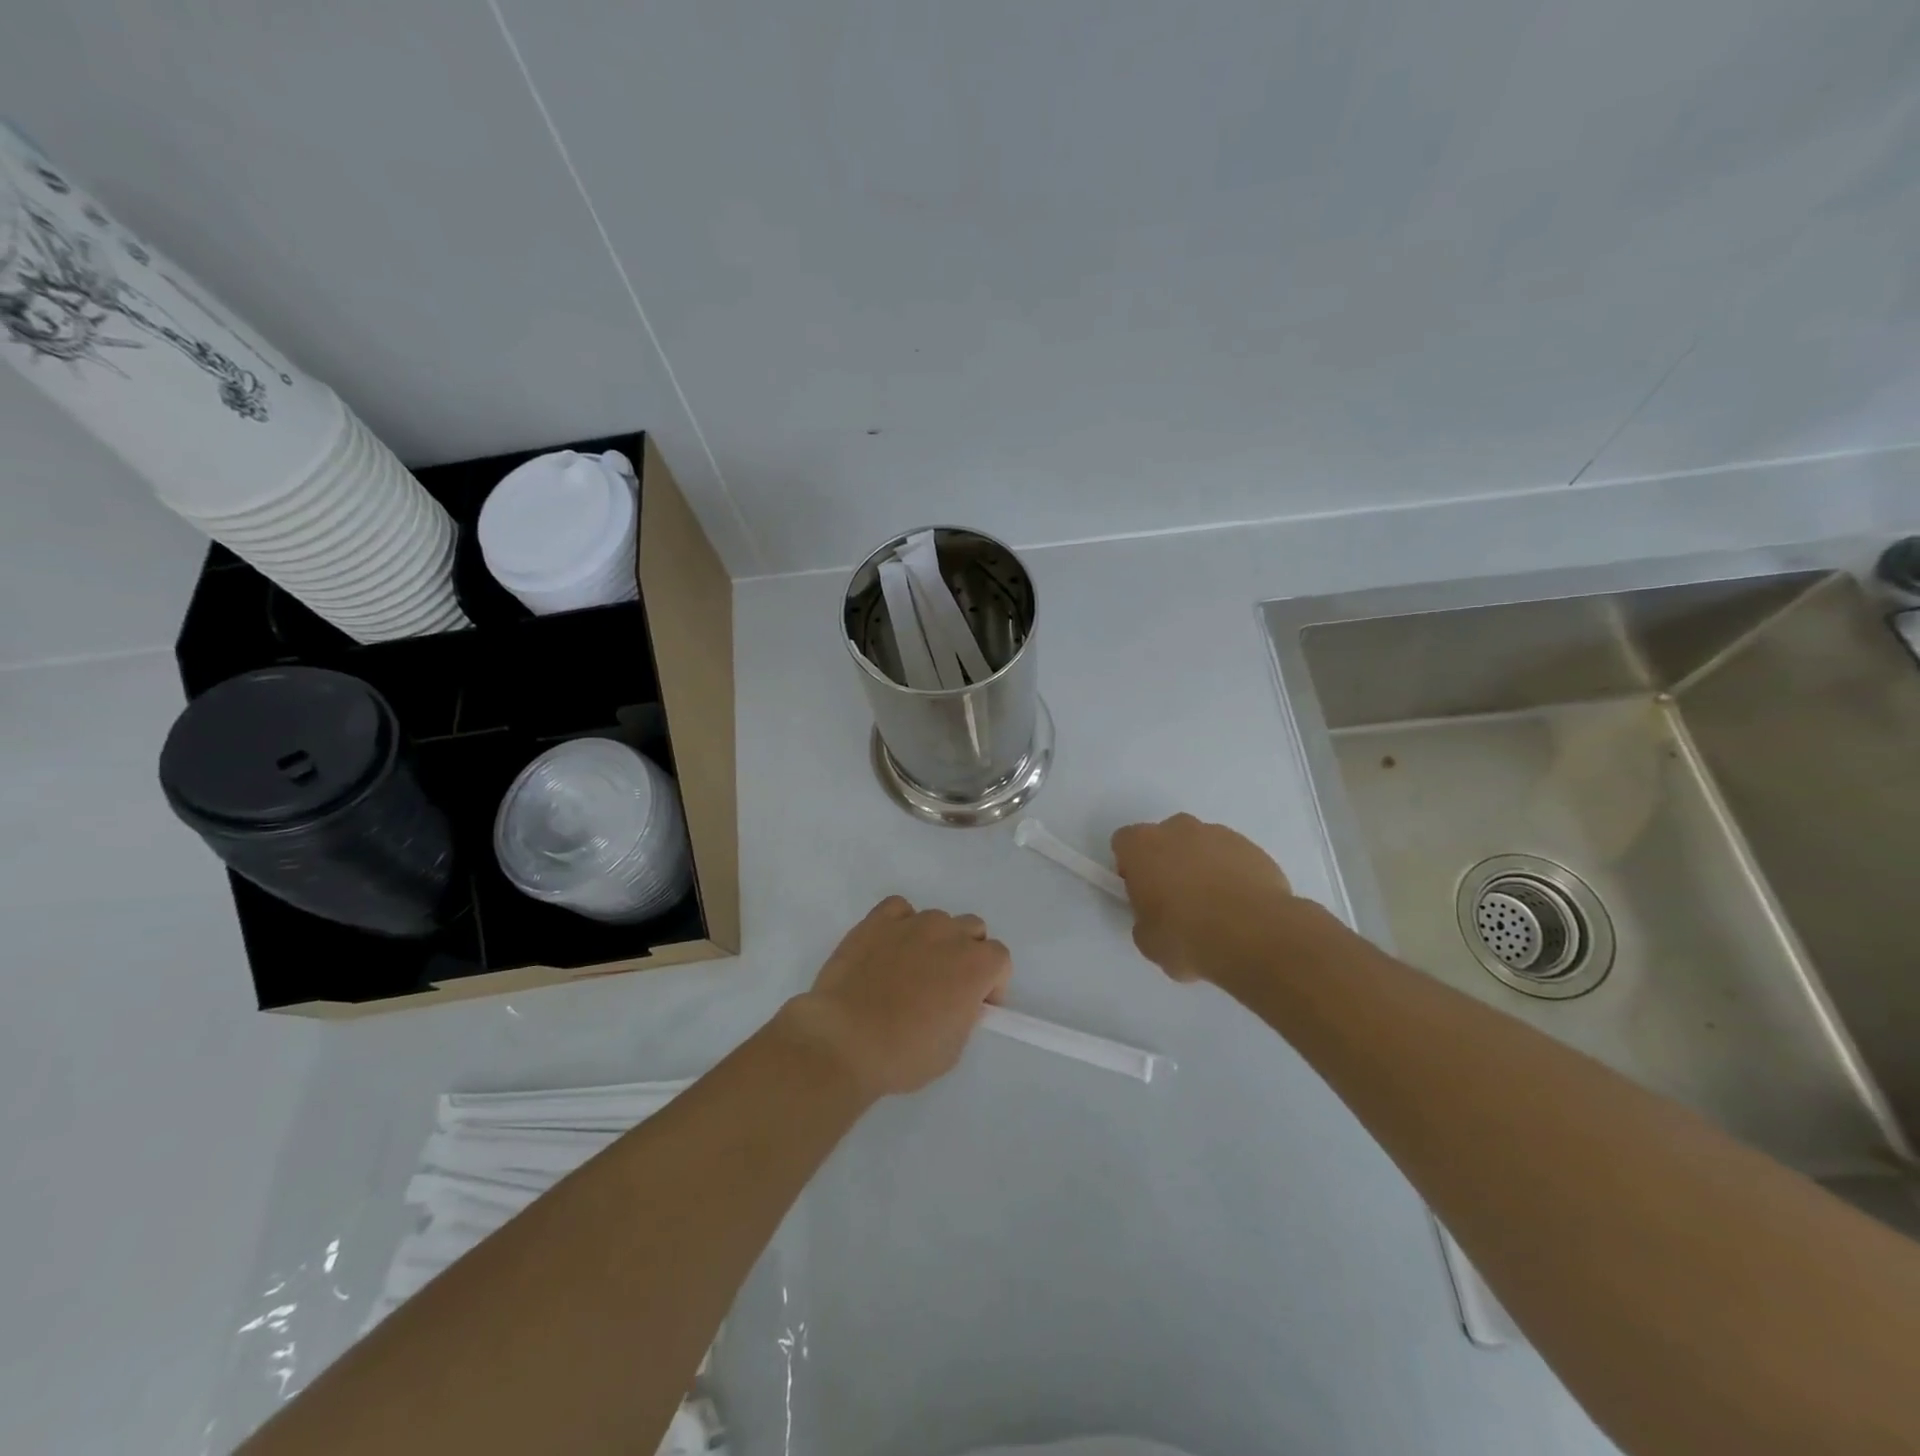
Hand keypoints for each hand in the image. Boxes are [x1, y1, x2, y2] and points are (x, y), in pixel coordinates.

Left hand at [786, 897, 1011, 1098]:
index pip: (1000, 958)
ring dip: (934, 940)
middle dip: (967, 953)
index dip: (992, 982)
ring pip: (937, 919)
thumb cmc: (904, 1054)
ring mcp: (911, 923)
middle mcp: (948, 934)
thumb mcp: (953, 1047)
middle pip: (972, 929)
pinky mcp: (876, 921)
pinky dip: (900, 923)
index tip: (977, 1004)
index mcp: (975, 965)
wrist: (845, 1040)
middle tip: (947, 985)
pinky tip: (889, 948)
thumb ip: (965, 1013)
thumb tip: (958, 1000)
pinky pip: (899, 909)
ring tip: (911, 969)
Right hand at [1111, 813, 1293, 984]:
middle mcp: (1178, 829)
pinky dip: (1232, 875)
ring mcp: (1218, 834)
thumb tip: (1157, 918)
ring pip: (1200, 846)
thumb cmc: (1188, 937)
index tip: (1142, 893)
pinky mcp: (1252, 847)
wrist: (1255, 936)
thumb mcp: (1148, 941)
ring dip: (1201, 867)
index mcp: (1142, 846)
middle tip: (1177, 901)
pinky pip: (1232, 857)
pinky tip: (1240, 907)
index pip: (1124, 843)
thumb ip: (1145, 919)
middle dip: (1167, 862)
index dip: (1130, 868)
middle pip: (1164, 839)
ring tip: (1215, 908)